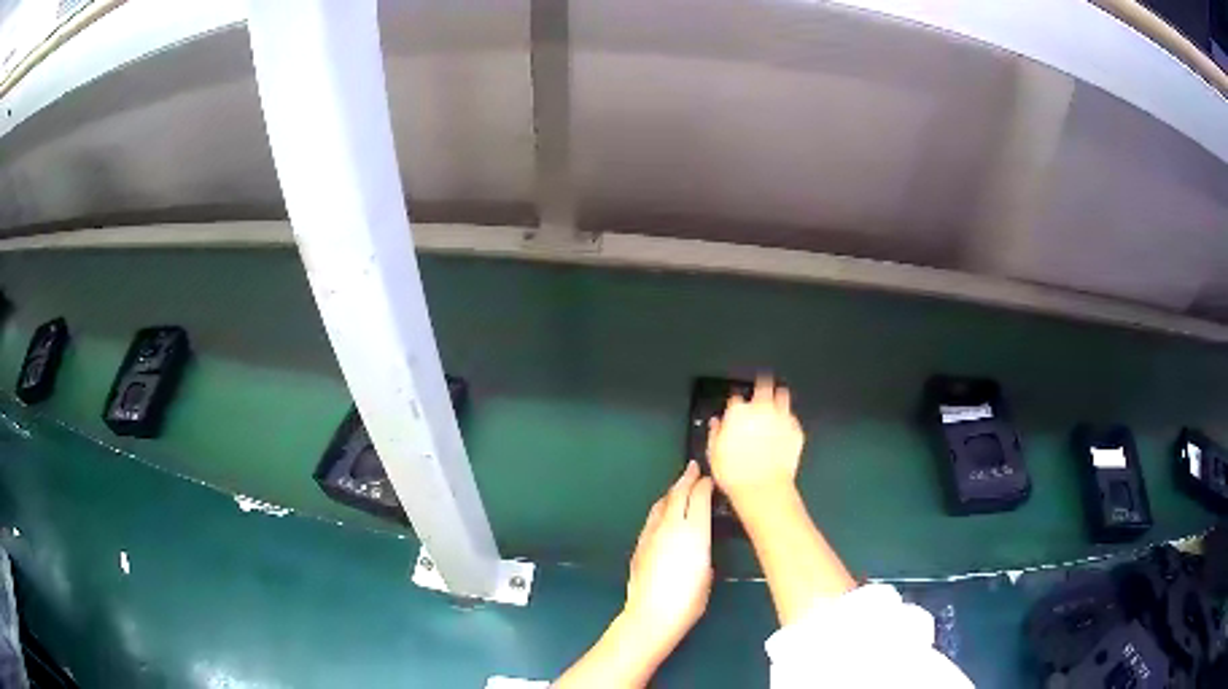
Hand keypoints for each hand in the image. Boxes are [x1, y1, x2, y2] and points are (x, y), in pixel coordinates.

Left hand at [622, 461, 713, 652]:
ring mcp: (651, 533)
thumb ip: (703, 546)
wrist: (651, 614)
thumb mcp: (708, 570)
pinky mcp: (639, 544)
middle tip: (694, 468)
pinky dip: (661, 508)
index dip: (705, 484)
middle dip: (686, 479)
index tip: (711, 478)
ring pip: (661, 503)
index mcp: (693, 531)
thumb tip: (698, 537)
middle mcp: (670, 526)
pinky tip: (664, 512)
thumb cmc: (689, 599)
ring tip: (680, 486)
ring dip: (672, 492)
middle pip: (677, 494)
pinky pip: (652, 518)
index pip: (698, 496)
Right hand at [708, 376, 803, 503]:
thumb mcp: (714, 454)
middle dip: (761, 385)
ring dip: (778, 396)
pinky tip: (783, 427)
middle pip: (763, 384)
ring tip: (776, 401)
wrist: (763, 488)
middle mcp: (761, 409)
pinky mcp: (795, 430)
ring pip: (783, 394)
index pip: (735, 398)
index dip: (735, 404)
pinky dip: (788, 420)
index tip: (735, 409)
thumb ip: (715, 433)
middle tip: (760, 389)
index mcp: (738, 412)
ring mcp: (781, 418)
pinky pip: (793, 418)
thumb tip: (716, 425)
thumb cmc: (736, 474)